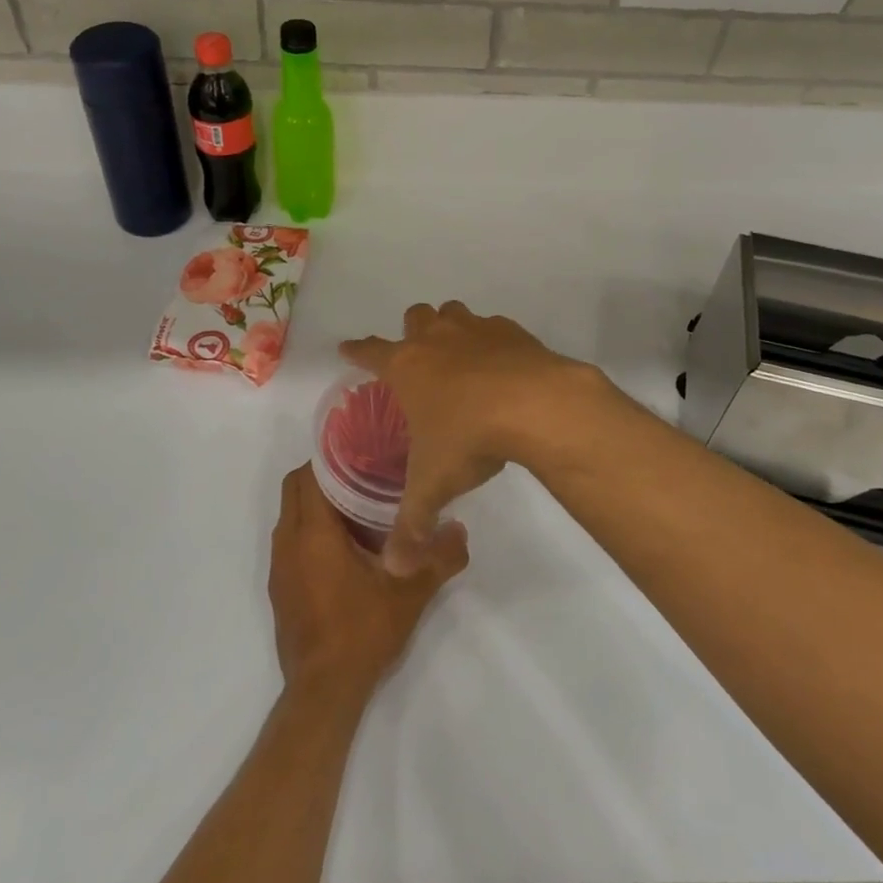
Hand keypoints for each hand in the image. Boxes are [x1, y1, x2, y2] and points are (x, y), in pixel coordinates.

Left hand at [270, 463, 468, 704]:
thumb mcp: (411, 592)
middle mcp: (288, 542)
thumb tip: (460, 529)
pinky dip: (310, 533)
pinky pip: (290, 542)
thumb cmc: (362, 632)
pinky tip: (344, 551)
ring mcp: (279, 567)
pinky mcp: (280, 589)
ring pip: (291, 516)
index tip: (361, 453)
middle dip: (323, 477)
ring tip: (358, 510)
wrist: (324, 692)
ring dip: (316, 506)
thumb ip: (439, 557)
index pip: (308, 474)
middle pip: (295, 489)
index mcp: (313, 533)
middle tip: (363, 477)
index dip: (330, 458)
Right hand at [342, 302, 605, 575]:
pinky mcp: (512, 331)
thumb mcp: (434, 485)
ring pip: (453, 313)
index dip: (356, 351)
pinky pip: (493, 327)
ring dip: (450, 328)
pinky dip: (492, 341)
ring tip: (460, 357)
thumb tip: (394, 568)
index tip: (347, 348)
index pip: (369, 352)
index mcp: (406, 367)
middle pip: (414, 318)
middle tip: (418, 358)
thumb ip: (412, 525)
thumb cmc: (469, 437)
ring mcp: (475, 330)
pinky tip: (503, 367)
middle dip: (411, 332)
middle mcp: (436, 339)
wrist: (535, 405)